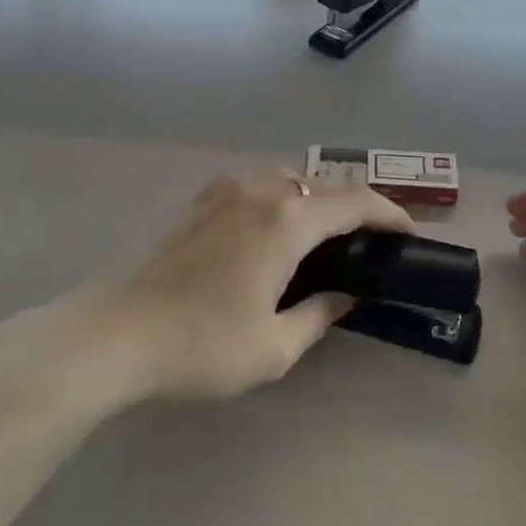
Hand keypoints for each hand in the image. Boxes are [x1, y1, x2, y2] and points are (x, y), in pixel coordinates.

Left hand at [99, 172, 415, 399]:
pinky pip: (259, 184)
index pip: (355, 203)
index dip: (389, 214)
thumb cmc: (202, 344)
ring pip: (289, 179)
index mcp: (287, 221)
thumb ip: (319, 315)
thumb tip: (343, 298)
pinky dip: (284, 198)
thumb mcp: (274, 346)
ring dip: (317, 199)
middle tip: (371, 240)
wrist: (117, 333)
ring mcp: (226, 189)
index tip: (408, 233)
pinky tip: (278, 230)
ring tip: (327, 235)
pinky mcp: (202, 200)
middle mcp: (261, 190)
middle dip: (354, 206)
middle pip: (323, 185)